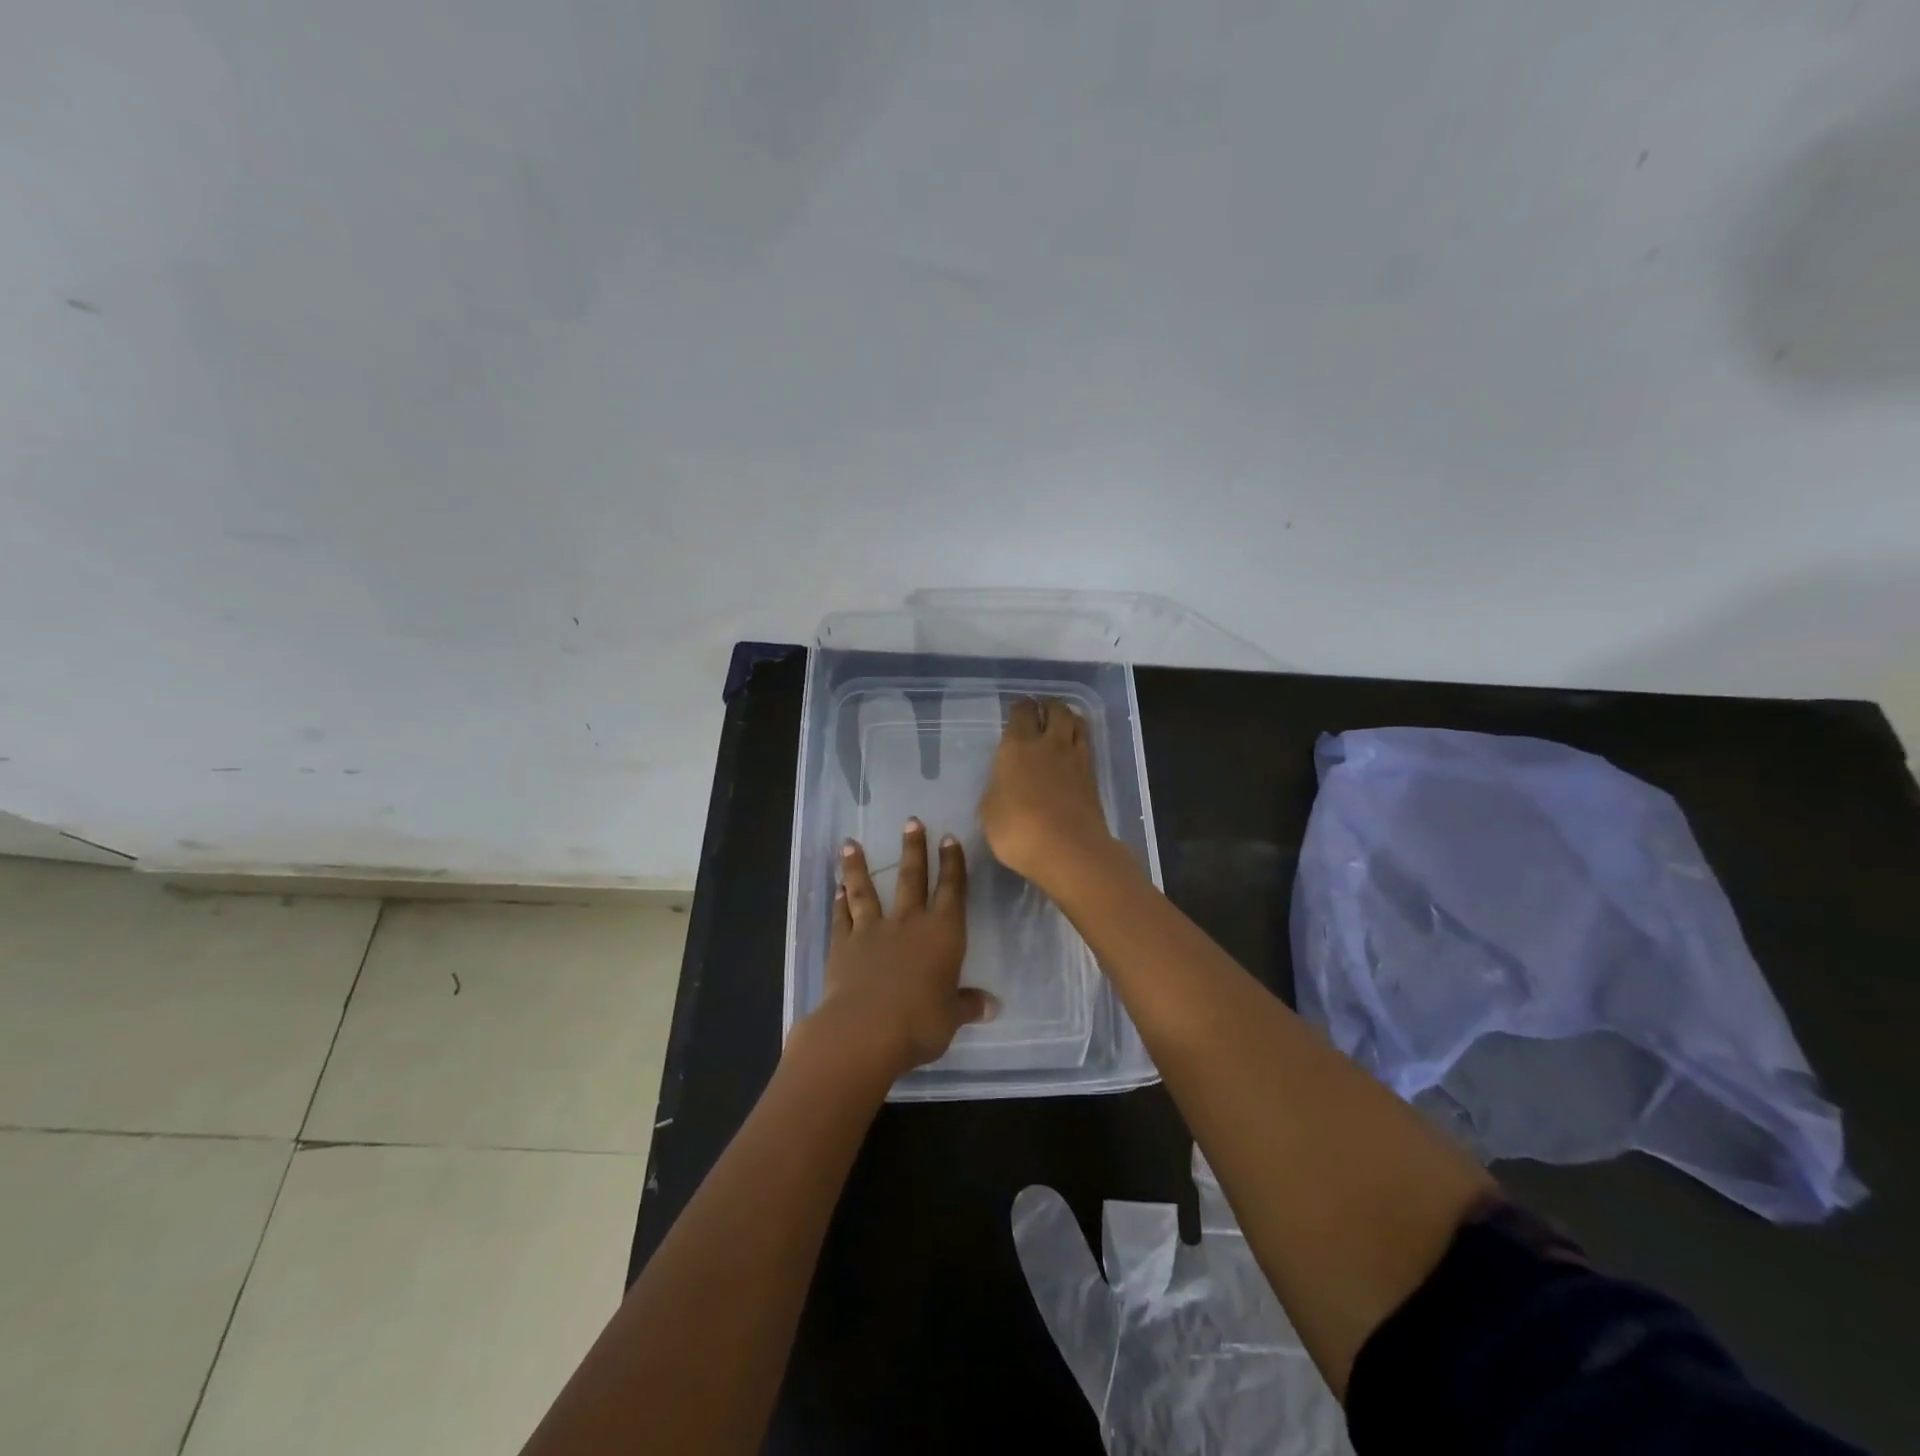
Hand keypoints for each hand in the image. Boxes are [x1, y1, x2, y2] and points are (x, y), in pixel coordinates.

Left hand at [808, 820, 992, 1077]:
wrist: (865, 1030)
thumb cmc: (920, 1023)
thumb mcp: (951, 1017)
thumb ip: (967, 1004)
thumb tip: (992, 1006)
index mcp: (943, 933)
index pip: (952, 890)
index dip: (952, 863)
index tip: (949, 838)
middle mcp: (908, 922)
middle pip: (911, 877)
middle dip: (913, 849)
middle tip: (911, 822)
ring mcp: (872, 930)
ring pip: (866, 890)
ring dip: (858, 866)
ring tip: (851, 843)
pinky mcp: (842, 945)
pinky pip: (841, 917)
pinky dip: (838, 901)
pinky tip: (836, 888)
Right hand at [979, 698, 1114, 887]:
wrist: (1068, 850)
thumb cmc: (1017, 829)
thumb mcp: (990, 811)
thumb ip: (997, 789)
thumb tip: (1003, 783)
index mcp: (1017, 746)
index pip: (1021, 713)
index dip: (1020, 707)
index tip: (1018, 707)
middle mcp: (1049, 744)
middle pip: (1056, 711)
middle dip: (1049, 705)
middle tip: (1043, 708)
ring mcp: (1076, 759)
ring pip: (1077, 724)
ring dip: (1070, 718)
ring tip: (1063, 722)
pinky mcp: (1093, 778)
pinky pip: (1087, 748)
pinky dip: (1080, 742)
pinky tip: (1074, 751)